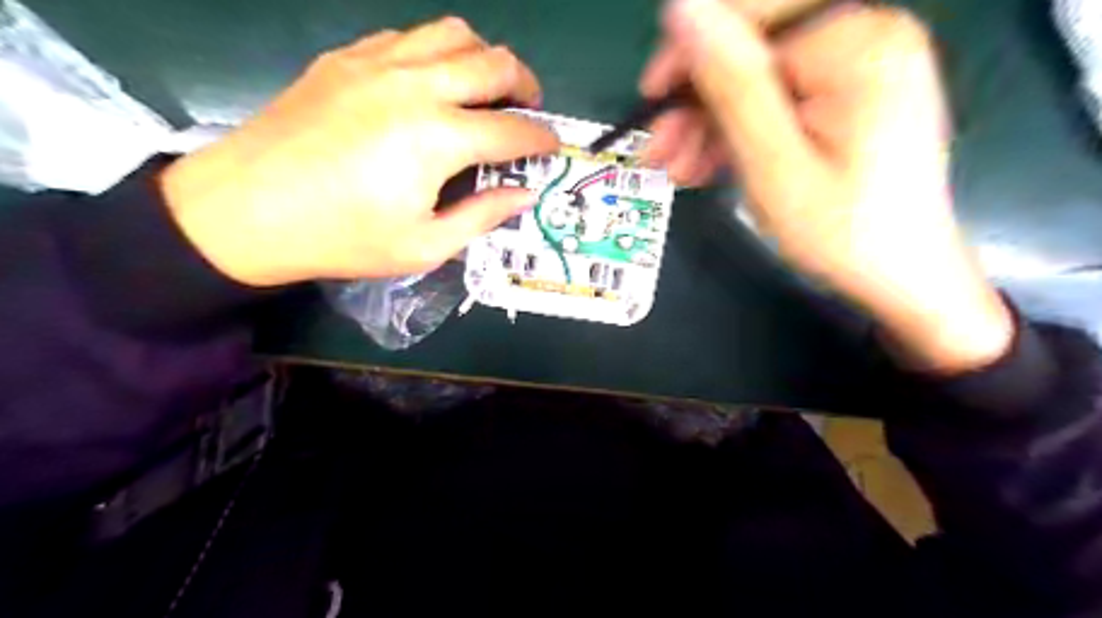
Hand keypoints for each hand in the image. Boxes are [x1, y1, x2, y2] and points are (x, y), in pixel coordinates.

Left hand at [161, 17, 561, 286]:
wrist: (245, 210)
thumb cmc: (342, 238)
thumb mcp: (424, 245)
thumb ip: (482, 215)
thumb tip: (525, 194)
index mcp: (437, 138)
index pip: (512, 131)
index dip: (542, 140)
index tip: (554, 148)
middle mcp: (415, 86)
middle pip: (493, 63)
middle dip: (525, 86)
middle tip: (529, 110)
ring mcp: (377, 63)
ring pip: (454, 34)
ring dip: (484, 58)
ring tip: (487, 89)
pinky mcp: (346, 58)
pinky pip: (409, 37)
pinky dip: (437, 53)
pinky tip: (433, 83)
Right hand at [647, 0, 1013, 370]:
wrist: (900, 277)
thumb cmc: (841, 231)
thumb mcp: (774, 162)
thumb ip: (732, 85)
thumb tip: (682, 6)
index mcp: (856, 44)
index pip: (751, 17)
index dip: (690, 52)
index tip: (650, 97)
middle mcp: (862, 39)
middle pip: (751, 51)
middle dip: (696, 103)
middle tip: (657, 152)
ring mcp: (855, 69)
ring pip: (755, 82)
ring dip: (707, 126)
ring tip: (676, 172)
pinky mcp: (844, 99)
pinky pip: (775, 104)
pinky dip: (736, 134)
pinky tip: (706, 167)